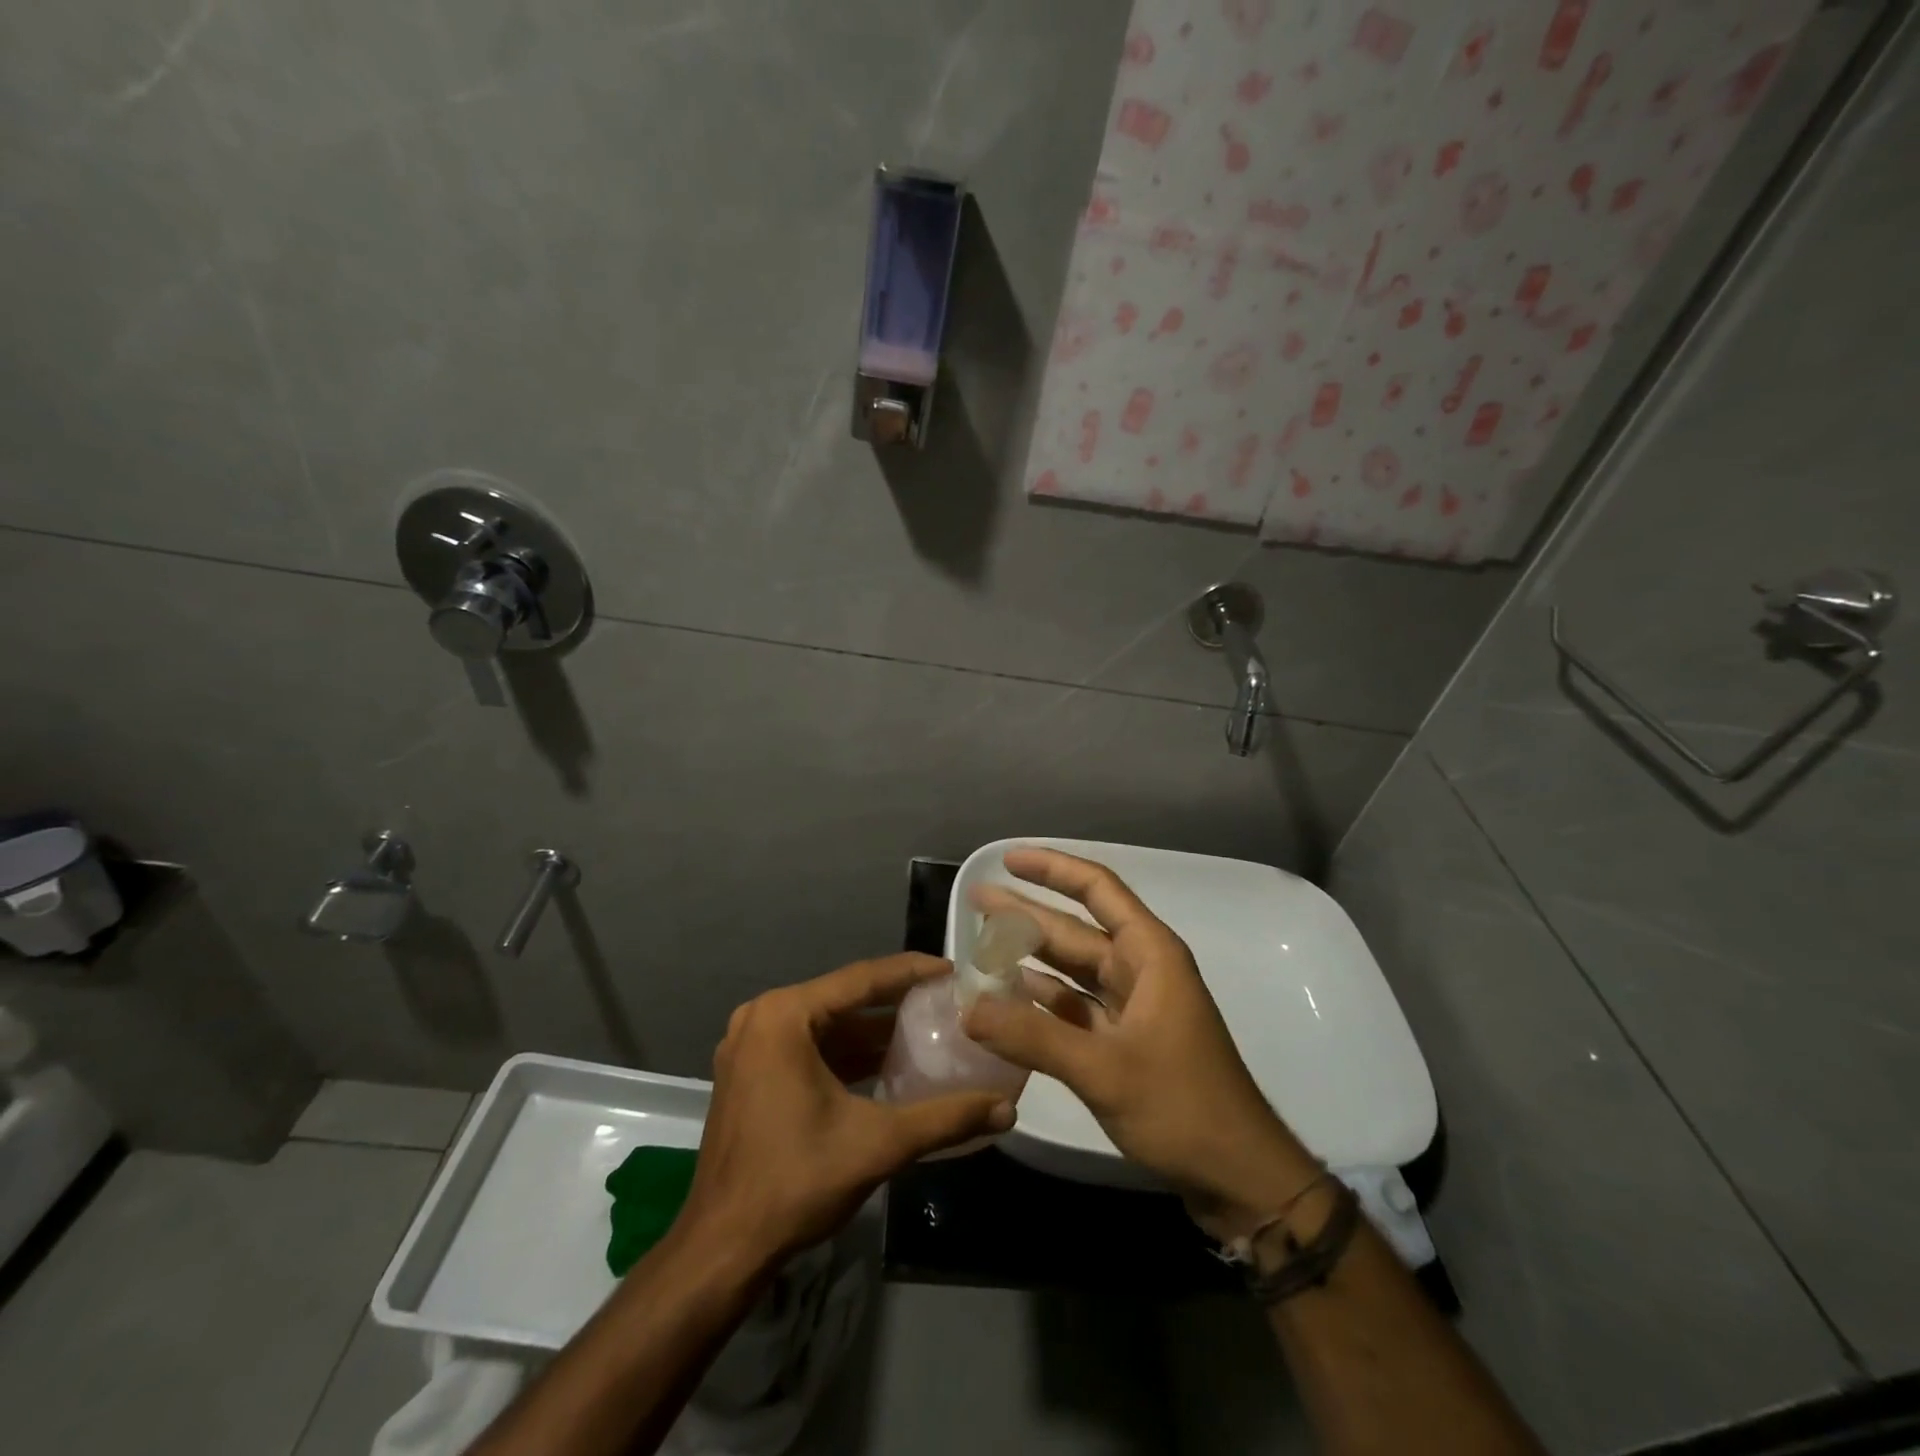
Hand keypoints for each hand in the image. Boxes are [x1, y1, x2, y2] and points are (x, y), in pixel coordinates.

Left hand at [678, 954, 1016, 1268]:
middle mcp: (762, 1018)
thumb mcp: (877, 1144)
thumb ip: (944, 1119)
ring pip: (825, 1025)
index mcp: (784, 1016)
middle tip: (944, 1001)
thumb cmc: (795, 1181)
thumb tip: (1006, 1110)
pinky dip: (846, 1054)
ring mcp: (750, 1046)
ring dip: (871, 1031)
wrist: (722, 1249)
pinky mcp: (750, 1074)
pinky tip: (887, 1065)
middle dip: (894, 1002)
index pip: (860, 979)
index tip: (951, 970)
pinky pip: (808, 1047)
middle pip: (842, 999)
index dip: (910, 972)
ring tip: (926, 1029)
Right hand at [964, 848, 1316, 1237]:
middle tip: (976, 901)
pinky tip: (1009, 997)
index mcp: (1149, 954)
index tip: (1008, 859)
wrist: (1240, 1177)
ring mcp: (1134, 1007)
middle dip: (1026, 913)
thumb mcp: (1103, 1069)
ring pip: (1073, 969)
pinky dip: (1043, 1001)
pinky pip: (1076, 1008)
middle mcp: (1141, 970)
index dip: (1052, 868)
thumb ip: (1032, 1036)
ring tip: (981, 944)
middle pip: (1076, 929)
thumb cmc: (1183, 1107)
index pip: (1097, 890)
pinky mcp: (1127, 1042)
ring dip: (1031, 957)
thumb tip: (967, 1008)